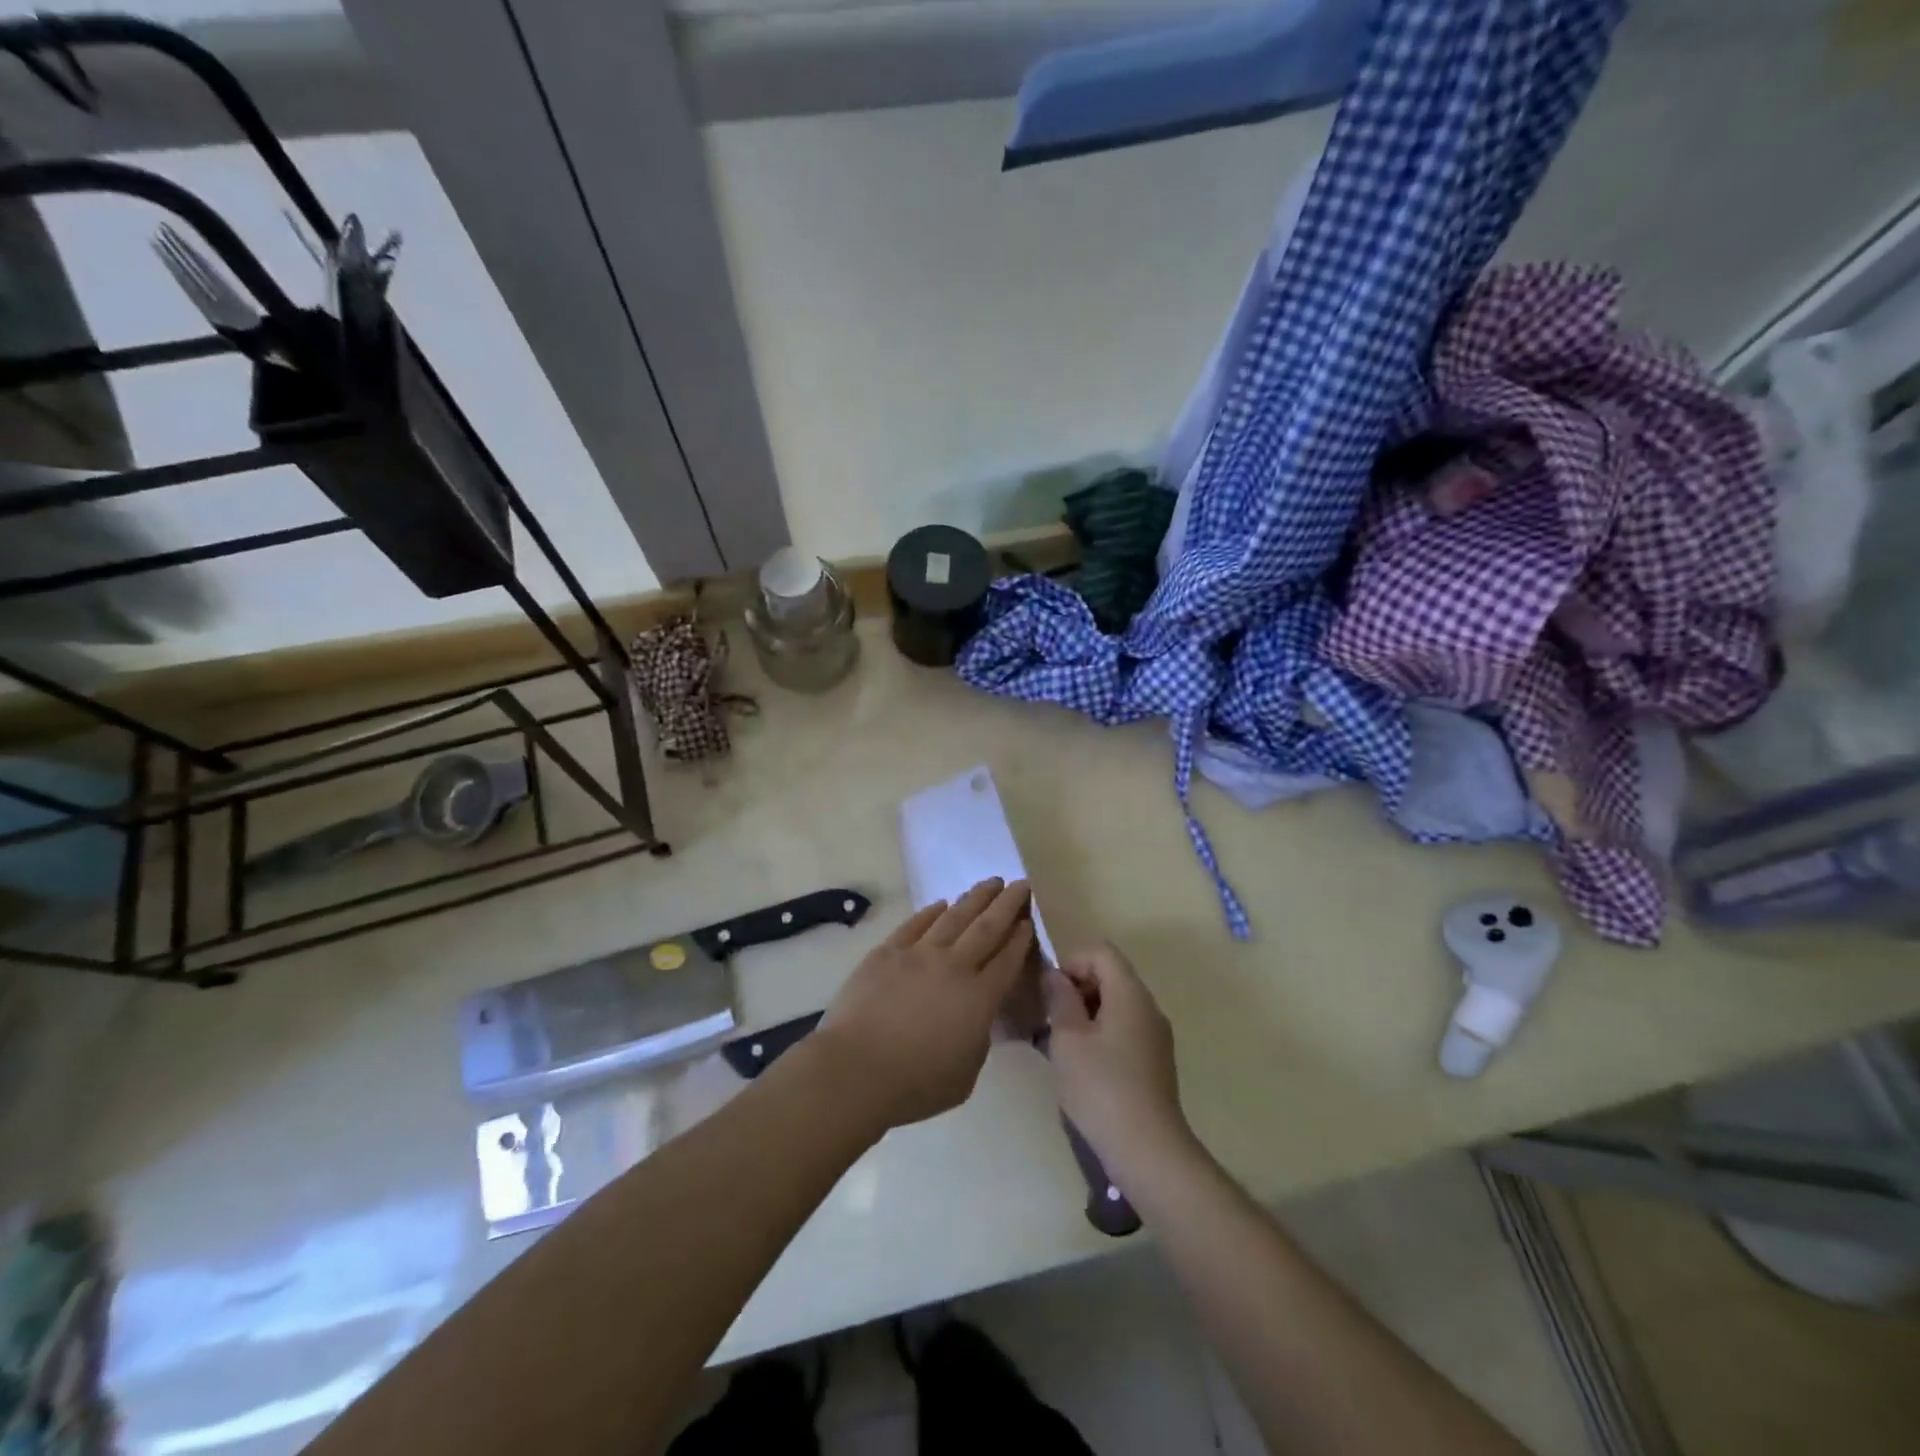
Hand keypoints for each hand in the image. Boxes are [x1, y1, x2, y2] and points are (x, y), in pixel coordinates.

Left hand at [815, 879, 1034, 1133]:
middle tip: (1021, 883)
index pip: (1007, 959)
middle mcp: (954, 966)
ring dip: (976, 898)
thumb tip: (976, 1017)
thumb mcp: (965, 1075)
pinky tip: (942, 903)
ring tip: (991, 882)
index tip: (1029, 920)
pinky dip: (932, 911)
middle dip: (1008, 903)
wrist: (856, 1069)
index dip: (1021, 938)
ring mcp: (919, 954)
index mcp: (979, 998)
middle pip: (987, 927)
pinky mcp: (888, 951)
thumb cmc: (915, 1084)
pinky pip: (916, 924)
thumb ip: (978, 1039)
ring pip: (954, 917)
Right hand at [1044, 943, 1194, 1183]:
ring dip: (1085, 1014)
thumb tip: (1055, 976)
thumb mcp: (1068, 1039)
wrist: (1148, 1151)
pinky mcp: (1154, 1062)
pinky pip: (1124, 1029)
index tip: (1051, 993)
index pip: (1101, 951)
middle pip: (1110, 975)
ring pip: (1115, 1004)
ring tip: (1061, 1044)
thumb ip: (1059, 999)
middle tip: (1051, 1018)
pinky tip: (1082, 1066)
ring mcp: (1155, 1036)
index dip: (1071, 961)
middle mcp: (1148, 1007)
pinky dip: (1100, 1034)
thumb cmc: (1101, 1088)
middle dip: (1076, 988)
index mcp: (1130, 994)